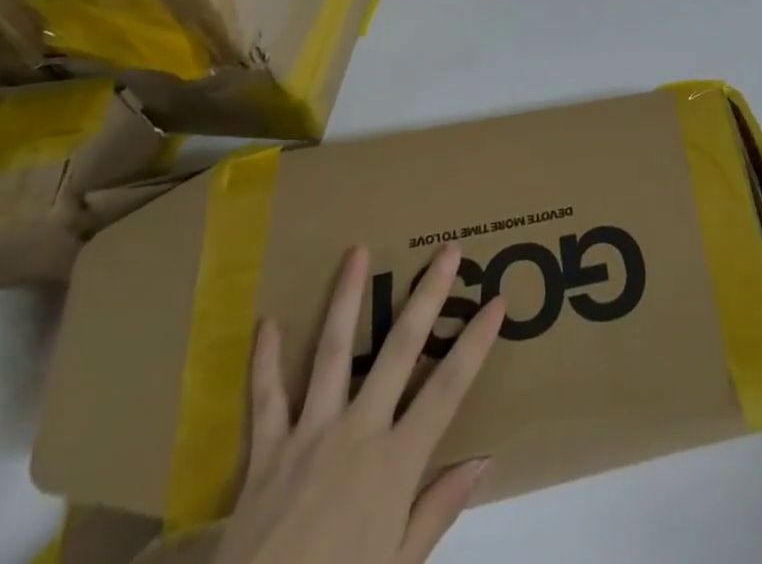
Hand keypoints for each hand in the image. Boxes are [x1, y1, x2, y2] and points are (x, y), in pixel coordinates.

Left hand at [215, 243, 505, 563]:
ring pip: (333, 351)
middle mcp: (357, 433)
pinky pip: (265, 398)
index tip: (496, 301)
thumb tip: (484, 460)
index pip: (447, 388)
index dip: (475, 343)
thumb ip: (438, 510)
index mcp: (394, 464)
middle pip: (399, 350)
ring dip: (346, 297)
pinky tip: (267, 322)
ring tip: (357, 251)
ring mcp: (309, 435)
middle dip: (427, 296)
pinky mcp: (265, 453)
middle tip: (446, 251)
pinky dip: (265, 360)